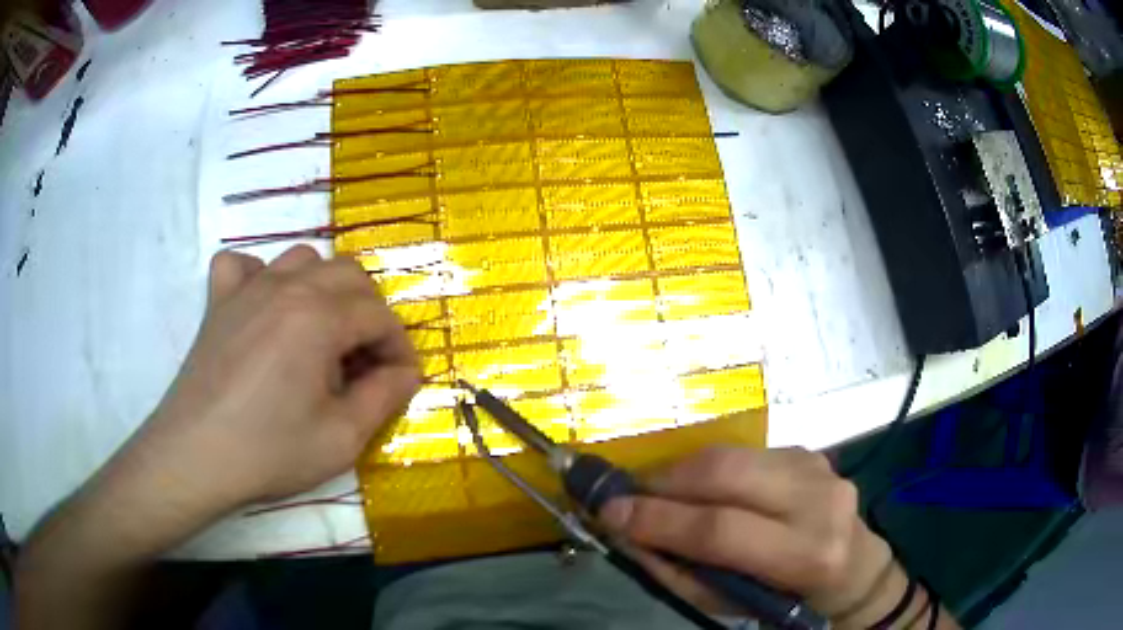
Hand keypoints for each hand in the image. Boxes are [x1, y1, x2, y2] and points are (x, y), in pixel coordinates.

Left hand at [134, 245, 420, 513]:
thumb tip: (406, 373)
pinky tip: (263, 307)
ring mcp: (247, 288)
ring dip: (324, 290)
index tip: (401, 380)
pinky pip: (243, 265)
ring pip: (302, 259)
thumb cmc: (270, 450)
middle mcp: (286, 287)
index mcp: (319, 317)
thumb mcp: (342, 438)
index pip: (379, 315)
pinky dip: (261, 277)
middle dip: (370, 313)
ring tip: (321, 334)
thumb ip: (384, 397)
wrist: (196, 456)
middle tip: (366, 360)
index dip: (399, 347)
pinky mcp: (218, 301)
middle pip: (348, 275)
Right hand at [599, 446, 915, 627]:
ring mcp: (818, 466)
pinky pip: (743, 453)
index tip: (609, 513)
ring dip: (681, 472)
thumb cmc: (790, 600)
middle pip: (726, 474)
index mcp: (808, 554)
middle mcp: (819, 500)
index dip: (660, 520)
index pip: (722, 530)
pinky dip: (707, 470)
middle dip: (664, 481)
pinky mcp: (808, 451)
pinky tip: (698, 489)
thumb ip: (681, 574)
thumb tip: (630, 537)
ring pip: (731, 455)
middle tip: (627, 495)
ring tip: (655, 493)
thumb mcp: (735, 606)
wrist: (854, 568)